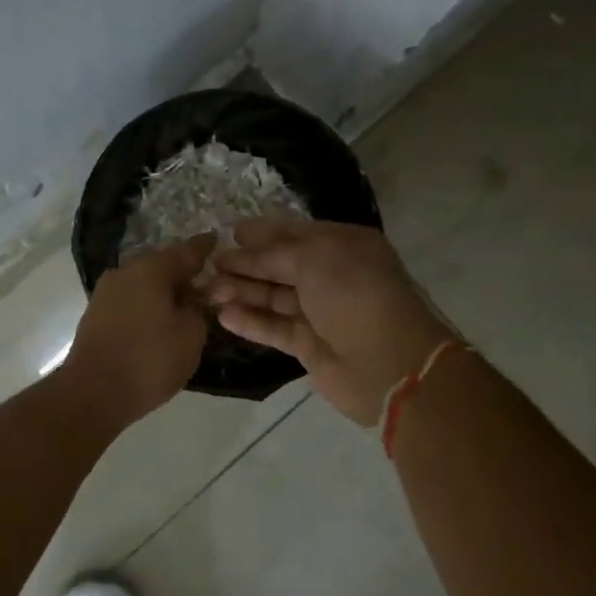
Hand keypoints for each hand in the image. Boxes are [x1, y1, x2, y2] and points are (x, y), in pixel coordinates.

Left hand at [60, 234, 216, 425]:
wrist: (93, 392)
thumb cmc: (149, 359)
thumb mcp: (191, 334)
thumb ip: (198, 309)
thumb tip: (192, 298)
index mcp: (151, 268)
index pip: (187, 251)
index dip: (205, 248)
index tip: (216, 240)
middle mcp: (125, 272)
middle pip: (162, 266)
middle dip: (183, 273)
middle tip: (206, 284)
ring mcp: (106, 294)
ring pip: (144, 285)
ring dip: (163, 292)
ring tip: (185, 306)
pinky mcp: (96, 316)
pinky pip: (131, 302)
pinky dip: (148, 307)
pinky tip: (160, 322)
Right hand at [206, 219, 456, 425]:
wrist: (388, 362)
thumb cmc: (355, 294)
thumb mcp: (316, 257)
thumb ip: (276, 252)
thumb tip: (245, 244)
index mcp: (344, 246)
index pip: (296, 233)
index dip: (264, 233)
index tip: (231, 232)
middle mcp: (333, 276)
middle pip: (282, 266)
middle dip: (247, 263)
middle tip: (210, 263)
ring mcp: (322, 313)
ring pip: (275, 298)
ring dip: (243, 292)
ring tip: (208, 289)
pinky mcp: (310, 346)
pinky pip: (276, 328)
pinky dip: (251, 321)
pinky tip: (223, 315)